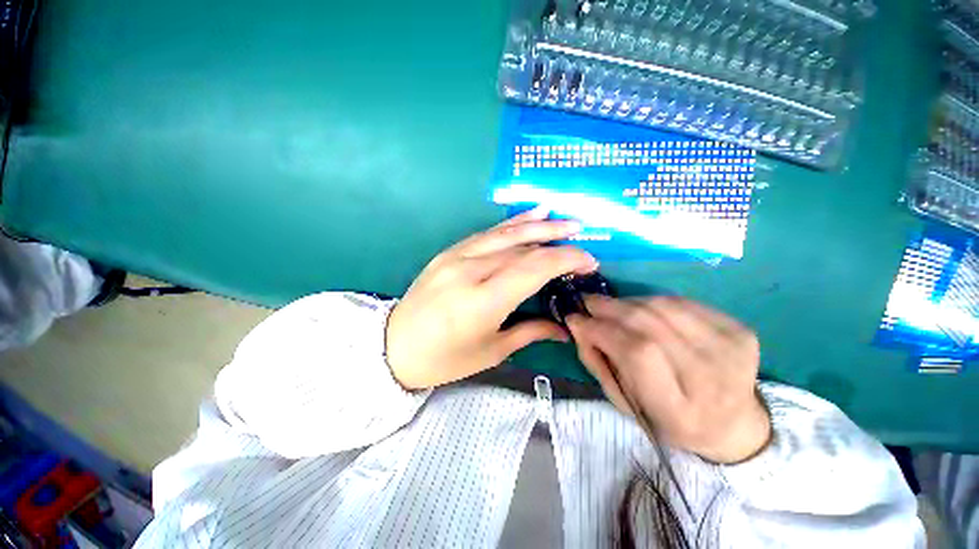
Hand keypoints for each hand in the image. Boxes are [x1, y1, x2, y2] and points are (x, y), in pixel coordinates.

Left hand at [386, 207, 598, 389]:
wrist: (395, 346)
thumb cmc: (445, 358)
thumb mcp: (491, 351)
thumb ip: (530, 332)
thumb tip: (564, 328)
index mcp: (483, 301)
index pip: (533, 268)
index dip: (565, 260)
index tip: (589, 263)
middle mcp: (470, 271)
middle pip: (522, 248)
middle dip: (557, 242)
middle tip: (583, 239)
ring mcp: (456, 257)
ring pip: (505, 234)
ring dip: (538, 224)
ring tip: (565, 220)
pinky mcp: (449, 252)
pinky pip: (486, 233)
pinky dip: (511, 223)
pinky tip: (530, 215)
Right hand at [567, 296, 770, 463]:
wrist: (732, 422)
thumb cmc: (668, 419)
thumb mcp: (624, 403)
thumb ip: (597, 362)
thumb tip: (578, 323)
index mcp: (681, 409)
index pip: (637, 352)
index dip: (602, 330)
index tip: (576, 319)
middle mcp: (712, 378)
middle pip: (649, 323)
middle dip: (609, 307)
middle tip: (588, 303)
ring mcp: (731, 349)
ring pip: (663, 306)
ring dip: (628, 301)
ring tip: (611, 306)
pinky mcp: (739, 330)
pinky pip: (681, 301)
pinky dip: (652, 300)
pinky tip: (641, 308)